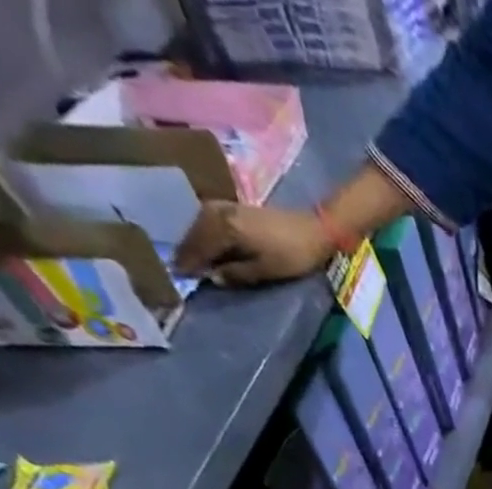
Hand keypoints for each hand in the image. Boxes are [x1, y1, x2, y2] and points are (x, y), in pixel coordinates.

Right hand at [175, 202, 335, 285]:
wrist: (314, 229)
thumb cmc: (293, 254)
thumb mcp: (266, 270)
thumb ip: (238, 274)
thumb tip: (212, 278)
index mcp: (225, 228)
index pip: (199, 246)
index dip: (188, 261)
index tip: (177, 274)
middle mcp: (220, 212)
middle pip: (196, 232)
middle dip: (187, 249)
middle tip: (179, 267)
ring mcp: (227, 206)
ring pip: (200, 223)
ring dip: (194, 239)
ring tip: (190, 256)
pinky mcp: (235, 207)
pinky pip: (210, 217)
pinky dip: (204, 230)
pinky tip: (205, 241)